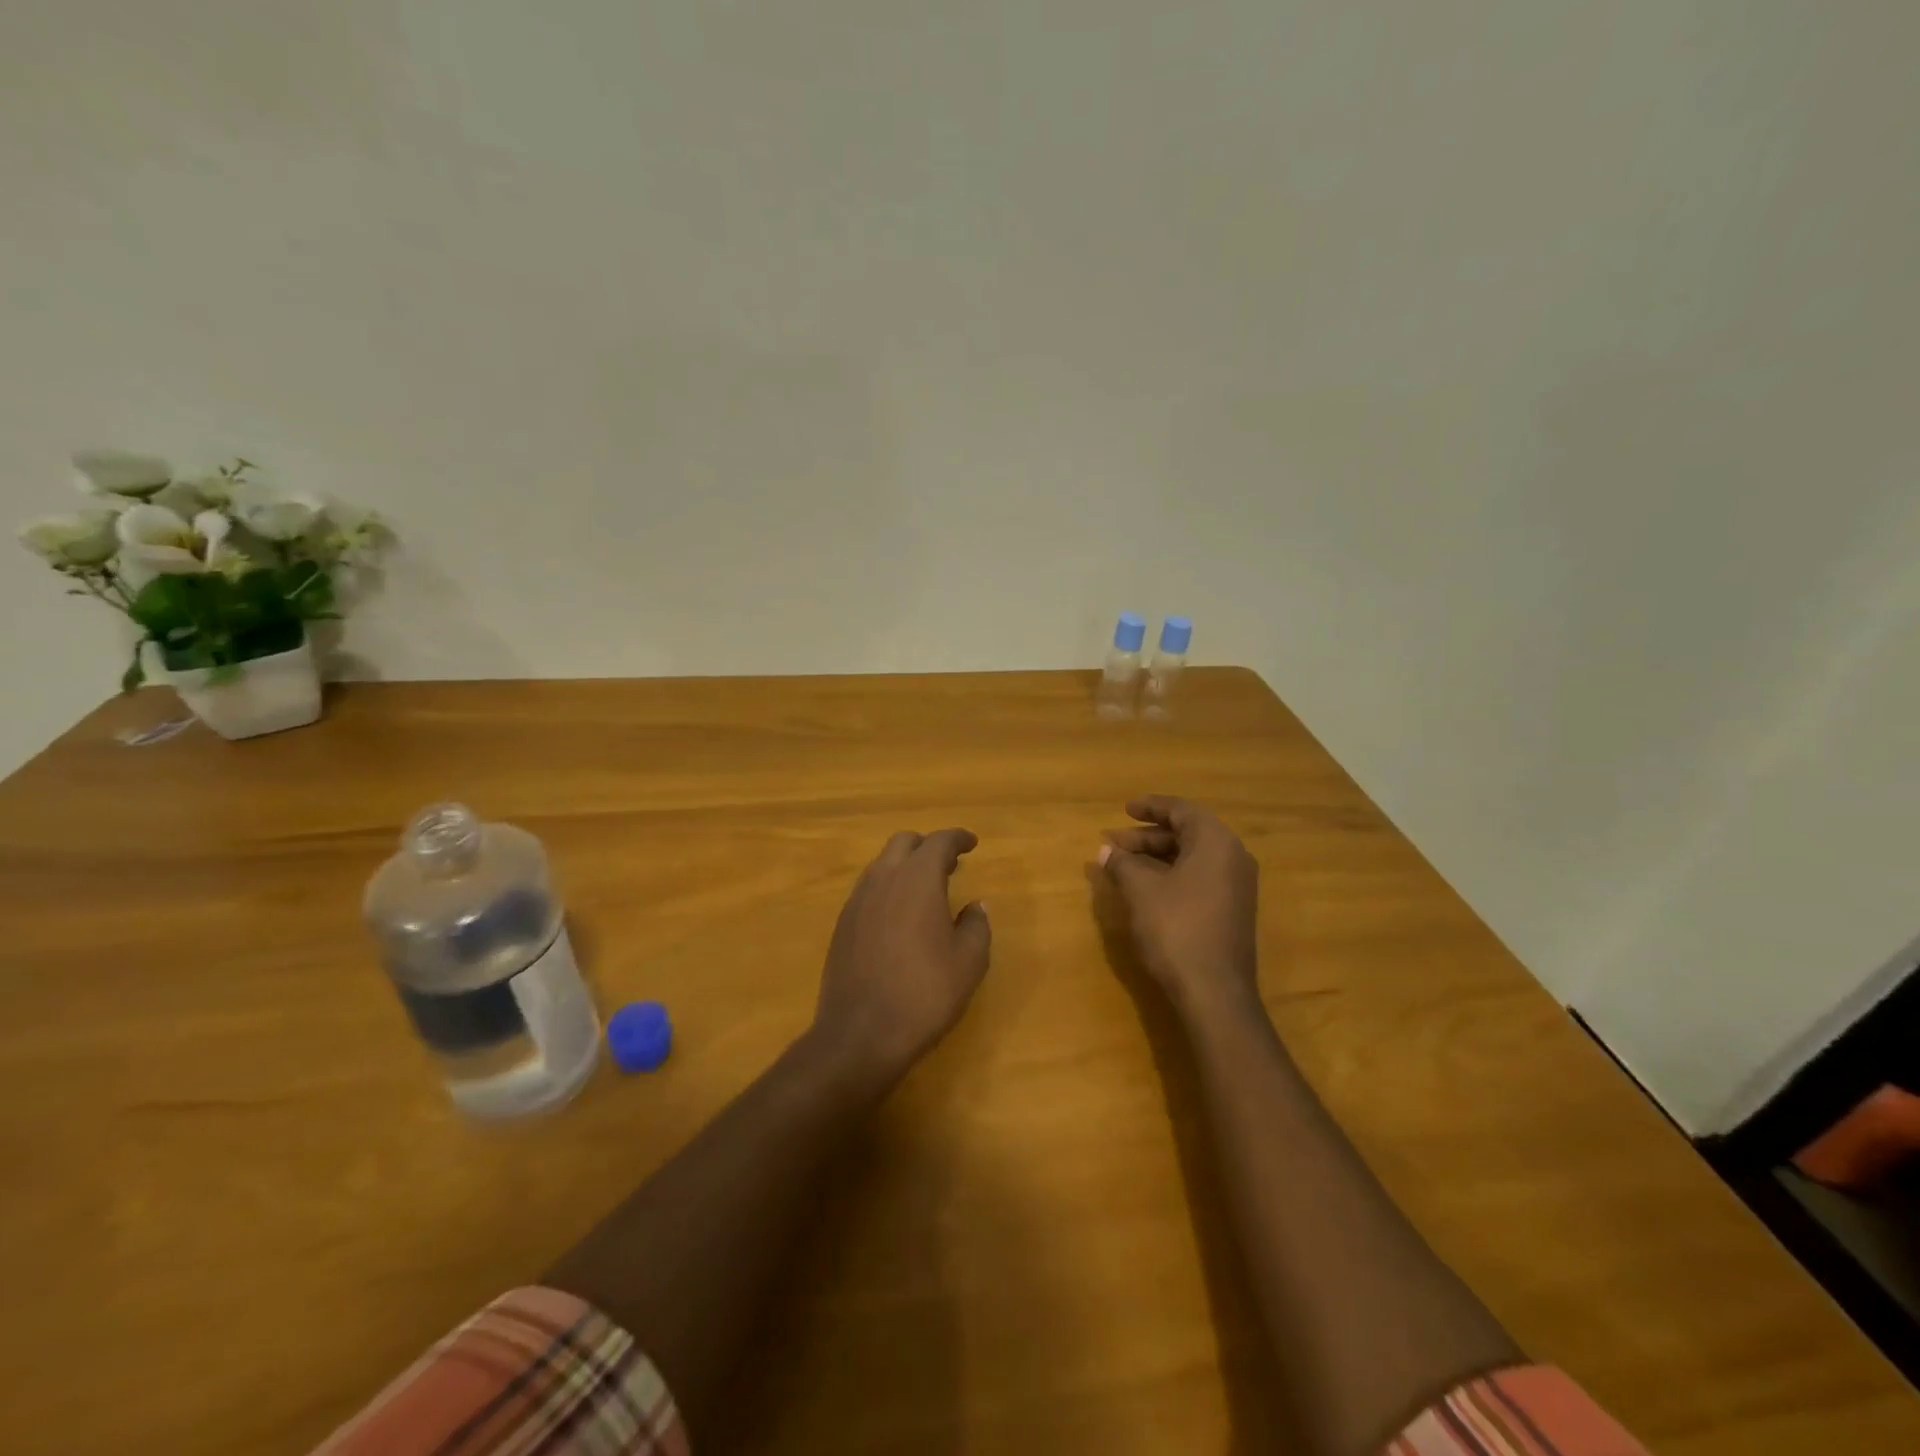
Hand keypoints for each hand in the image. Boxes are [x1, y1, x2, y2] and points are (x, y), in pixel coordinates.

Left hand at [812, 828, 991, 1081]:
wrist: (861, 1033)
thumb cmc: (925, 993)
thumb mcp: (969, 962)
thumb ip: (977, 925)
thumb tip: (975, 906)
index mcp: (917, 879)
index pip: (939, 842)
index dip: (958, 838)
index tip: (972, 843)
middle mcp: (883, 879)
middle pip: (904, 843)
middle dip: (927, 846)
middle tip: (949, 864)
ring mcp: (857, 901)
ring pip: (881, 864)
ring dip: (905, 866)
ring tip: (925, 889)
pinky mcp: (842, 924)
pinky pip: (868, 889)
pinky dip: (888, 888)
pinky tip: (899, 915)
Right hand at [1100, 796, 1259, 1018]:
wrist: (1214, 992)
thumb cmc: (1176, 929)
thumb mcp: (1141, 891)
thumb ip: (1122, 863)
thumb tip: (1105, 850)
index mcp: (1216, 842)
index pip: (1182, 810)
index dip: (1151, 807)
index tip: (1125, 808)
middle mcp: (1233, 857)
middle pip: (1188, 833)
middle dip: (1148, 836)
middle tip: (1114, 842)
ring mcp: (1237, 886)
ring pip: (1192, 857)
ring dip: (1157, 857)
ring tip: (1123, 864)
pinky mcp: (1232, 910)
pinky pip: (1200, 877)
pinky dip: (1171, 874)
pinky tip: (1145, 887)